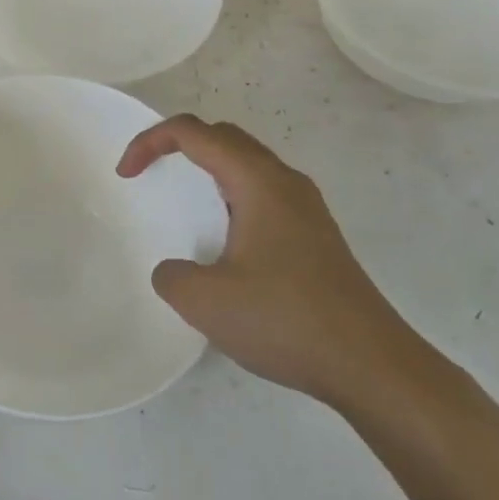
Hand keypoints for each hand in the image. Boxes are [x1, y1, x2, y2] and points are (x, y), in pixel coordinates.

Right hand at [117, 115, 420, 408]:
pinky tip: (225, 241)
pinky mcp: (316, 235)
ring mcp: (306, 208)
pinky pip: (264, 193)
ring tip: (184, 203)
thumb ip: (172, 276)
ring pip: (248, 164)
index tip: (126, 175)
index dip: (151, 142)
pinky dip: (231, 195)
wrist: (372, 366)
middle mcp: (285, 183)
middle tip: (151, 173)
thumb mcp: (206, 302)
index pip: (194, 133)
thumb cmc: (286, 321)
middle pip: (224, 137)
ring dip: (209, 169)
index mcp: (258, 182)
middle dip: (179, 144)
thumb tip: (175, 271)